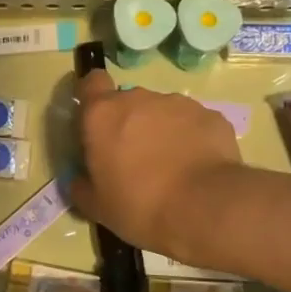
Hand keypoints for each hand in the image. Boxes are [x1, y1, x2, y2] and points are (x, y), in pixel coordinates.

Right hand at [69, 70, 243, 263]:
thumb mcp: (96, 206)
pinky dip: (191, 139)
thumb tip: (80, 179)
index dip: (92, 97)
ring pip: (161, 111)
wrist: (205, 209)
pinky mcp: (210, 115)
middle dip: (128, 123)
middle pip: (127, 101)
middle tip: (134, 159)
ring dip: (160, 130)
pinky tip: (197, 167)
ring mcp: (177, 104)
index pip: (91, 82)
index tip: (95, 121)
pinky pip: (192, 123)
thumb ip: (81, 186)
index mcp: (102, 115)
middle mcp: (138, 99)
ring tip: (171, 166)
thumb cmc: (139, 205)